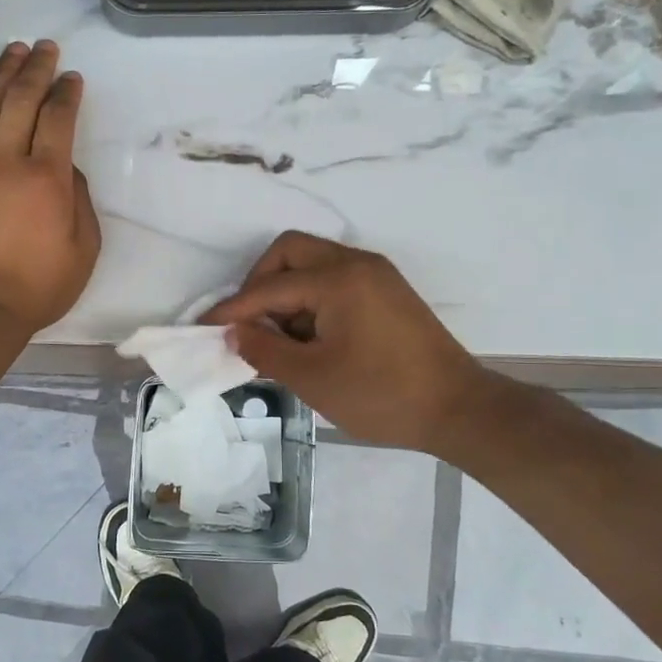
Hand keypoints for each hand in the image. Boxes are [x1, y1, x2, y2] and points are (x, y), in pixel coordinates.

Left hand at [0, 40, 100, 332]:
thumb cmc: (38, 286)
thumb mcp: (83, 249)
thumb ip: (79, 200)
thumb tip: (65, 168)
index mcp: (46, 178)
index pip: (57, 118)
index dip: (66, 93)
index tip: (73, 77)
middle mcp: (7, 161)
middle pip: (20, 100)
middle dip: (36, 68)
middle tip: (46, 48)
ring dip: (2, 75)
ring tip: (13, 52)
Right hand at [203, 232, 486, 453]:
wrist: (458, 409)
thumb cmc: (381, 395)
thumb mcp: (312, 377)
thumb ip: (264, 349)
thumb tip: (234, 332)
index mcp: (337, 279)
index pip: (268, 287)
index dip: (232, 309)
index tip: (203, 326)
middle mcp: (356, 263)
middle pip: (290, 252)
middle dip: (260, 284)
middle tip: (250, 325)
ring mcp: (376, 275)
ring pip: (313, 264)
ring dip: (287, 293)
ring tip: (282, 340)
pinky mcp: (387, 292)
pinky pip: (335, 281)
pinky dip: (312, 301)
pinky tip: (310, 338)